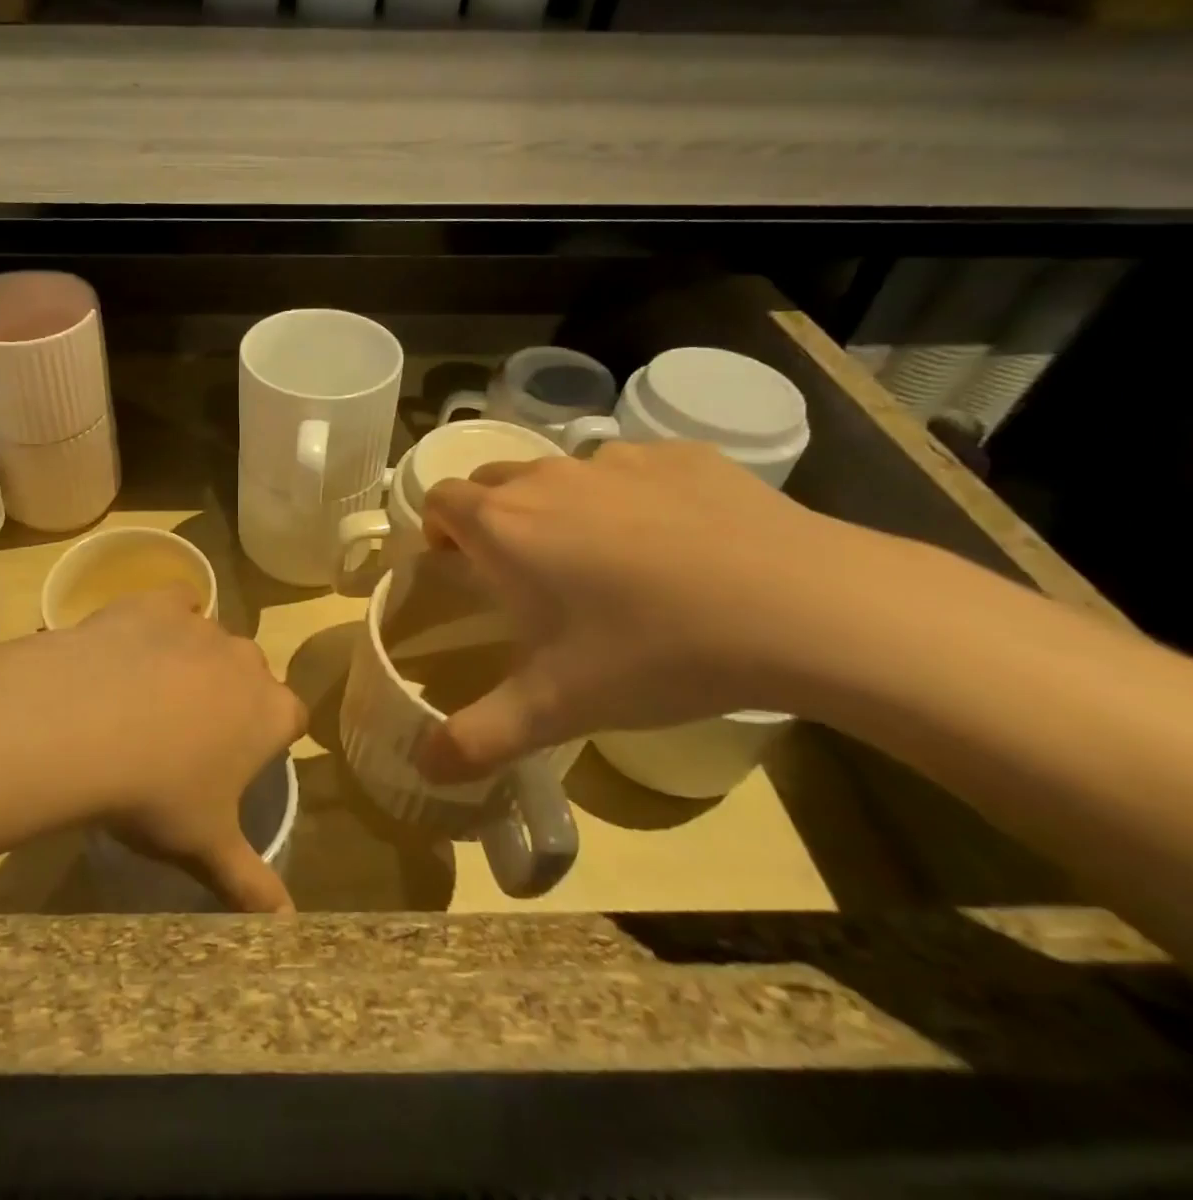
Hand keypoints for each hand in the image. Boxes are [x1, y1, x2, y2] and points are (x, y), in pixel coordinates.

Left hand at [49, 587, 306, 911]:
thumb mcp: (204, 847)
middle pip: (250, 676)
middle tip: (186, 735)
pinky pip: (174, 604)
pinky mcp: (159, 601)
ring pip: (211, 641)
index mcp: (270, 712)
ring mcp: (202, 625)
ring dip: (193, 662)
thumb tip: (290, 929)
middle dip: (230, 698)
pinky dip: (163, 620)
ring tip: (146, 697)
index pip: (291, 717)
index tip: (236, 760)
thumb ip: (251, 885)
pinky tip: (136, 645)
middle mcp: (246, 660)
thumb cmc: (157, 793)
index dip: (267, 737)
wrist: (87, 724)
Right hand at [416, 441, 869, 781]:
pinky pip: (630, 468)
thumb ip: (478, 739)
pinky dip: (628, 495)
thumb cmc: (652, 651)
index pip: (440, 499)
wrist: (800, 606)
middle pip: (492, 480)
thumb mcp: (556, 708)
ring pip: (560, 472)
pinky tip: (673, 543)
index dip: (438, 529)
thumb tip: (425, 770)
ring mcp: (615, 459)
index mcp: (504, 525)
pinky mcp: (679, 455)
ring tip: (603, 561)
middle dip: (491, 516)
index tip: (459, 566)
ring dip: (558, 505)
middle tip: (524, 573)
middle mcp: (547, 477)